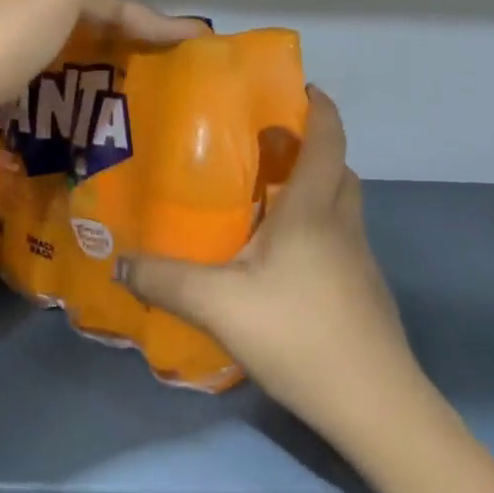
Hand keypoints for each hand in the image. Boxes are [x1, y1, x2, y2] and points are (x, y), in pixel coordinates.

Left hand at [0, 0, 207, 129]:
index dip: (149, 19)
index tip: (191, 40)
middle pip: (72, 6)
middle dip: (109, 27)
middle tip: (143, 58)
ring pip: (44, 29)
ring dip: (75, 44)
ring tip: (102, 75)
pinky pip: (21, 58)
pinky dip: (46, 66)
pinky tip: (46, 84)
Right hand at [121, 89, 424, 446]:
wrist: (375, 405)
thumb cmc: (299, 335)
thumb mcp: (220, 306)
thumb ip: (166, 280)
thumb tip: (118, 262)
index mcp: (312, 210)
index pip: (327, 139)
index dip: (319, 107)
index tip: (299, 87)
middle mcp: (342, 224)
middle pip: (337, 168)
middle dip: (308, 146)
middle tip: (265, 146)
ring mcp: (359, 259)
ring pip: (340, 204)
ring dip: (312, 188)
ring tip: (264, 200)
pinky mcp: (363, 290)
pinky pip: (338, 238)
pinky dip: (315, 227)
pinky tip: (280, 260)